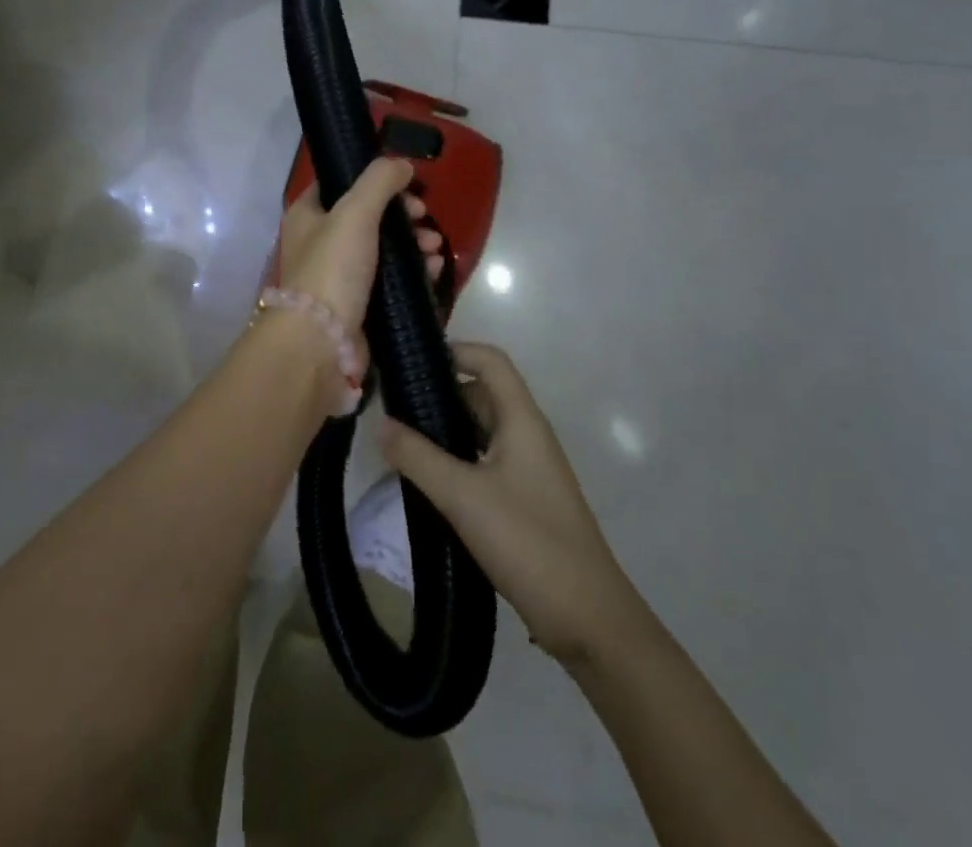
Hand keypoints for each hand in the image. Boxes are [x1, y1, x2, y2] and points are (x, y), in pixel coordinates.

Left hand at [277, 156, 443, 335]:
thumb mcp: (354, 212)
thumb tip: (402, 164)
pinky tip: (434, 270)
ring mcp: (339, 275)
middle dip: (403, 215)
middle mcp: (319, 242)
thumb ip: (379, 182)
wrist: (323, 341)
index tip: (406, 185)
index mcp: (307, 215)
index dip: (374, 180)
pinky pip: (390, 279)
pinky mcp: (359, 303)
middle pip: (368, 216)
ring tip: (435, 248)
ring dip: (413, 243)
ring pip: (383, 248)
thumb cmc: (333, 268)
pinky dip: (413, 271)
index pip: (340, 184)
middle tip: (424, 218)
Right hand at [380, 343, 631, 660]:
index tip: (411, 363)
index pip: (490, 360)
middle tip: (393, 407)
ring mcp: (529, 469)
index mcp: (521, 420)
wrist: (590, 622)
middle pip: (481, 393)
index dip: (454, 350)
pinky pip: (484, 461)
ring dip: (445, 430)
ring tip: (402, 442)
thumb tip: (380, 423)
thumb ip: (417, 456)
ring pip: (480, 430)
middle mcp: (527, 435)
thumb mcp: (462, 496)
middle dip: (438, 393)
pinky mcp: (525, 499)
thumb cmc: (528, 542)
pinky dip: (456, 460)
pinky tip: (428, 481)